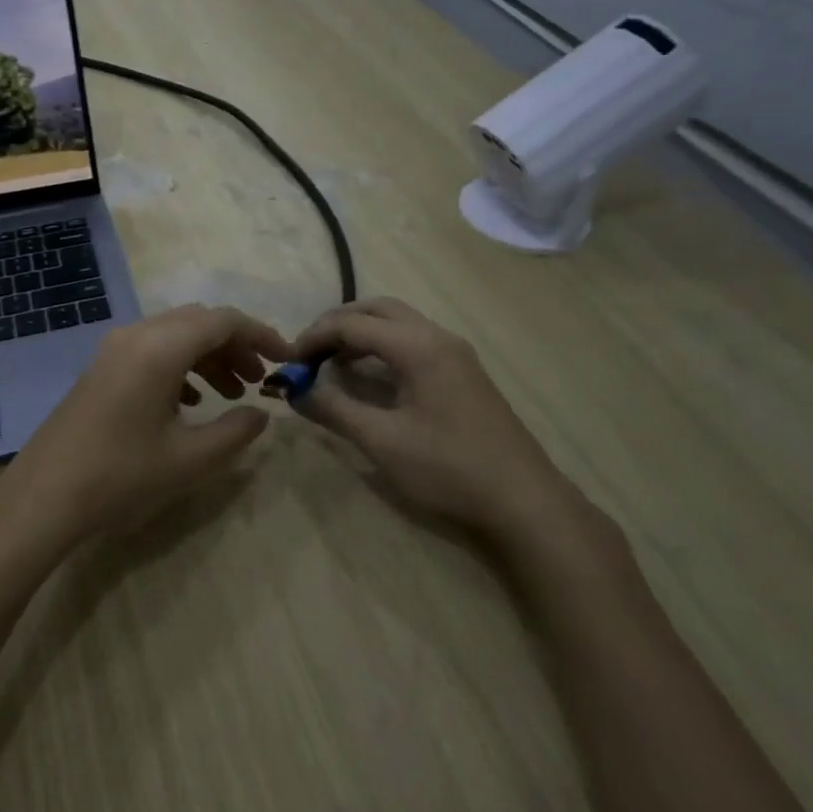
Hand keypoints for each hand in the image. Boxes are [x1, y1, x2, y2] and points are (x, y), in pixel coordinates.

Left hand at [0, 304, 288, 543]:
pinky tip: (189, 402)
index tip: (286, 360)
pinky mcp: (102, 367)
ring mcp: (114, 349)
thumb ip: (236, 432)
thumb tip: (261, 415)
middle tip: (259, 381)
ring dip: (209, 357)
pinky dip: (181, 366)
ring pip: (175, 336)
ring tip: (231, 395)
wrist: (44, 495)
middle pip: (199, 323)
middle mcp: (137, 334)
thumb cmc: (121, 474)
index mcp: (161, 347)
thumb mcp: (190, 459)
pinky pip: (152, 350)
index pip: (223, 321)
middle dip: (235, 346)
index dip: (261, 335)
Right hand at [288, 298, 587, 548]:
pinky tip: (370, 375)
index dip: (314, 338)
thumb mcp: (382, 441)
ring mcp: (456, 353)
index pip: (352, 325)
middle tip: (308, 352)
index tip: (288, 362)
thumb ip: (334, 410)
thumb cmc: (449, 469)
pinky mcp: (464, 371)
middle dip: (337, 324)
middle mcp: (438, 337)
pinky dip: (383, 345)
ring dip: (361, 332)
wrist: (524, 502)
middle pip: (377, 309)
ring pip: (398, 322)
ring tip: (331, 362)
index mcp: (418, 346)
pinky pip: (414, 339)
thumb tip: (295, 391)